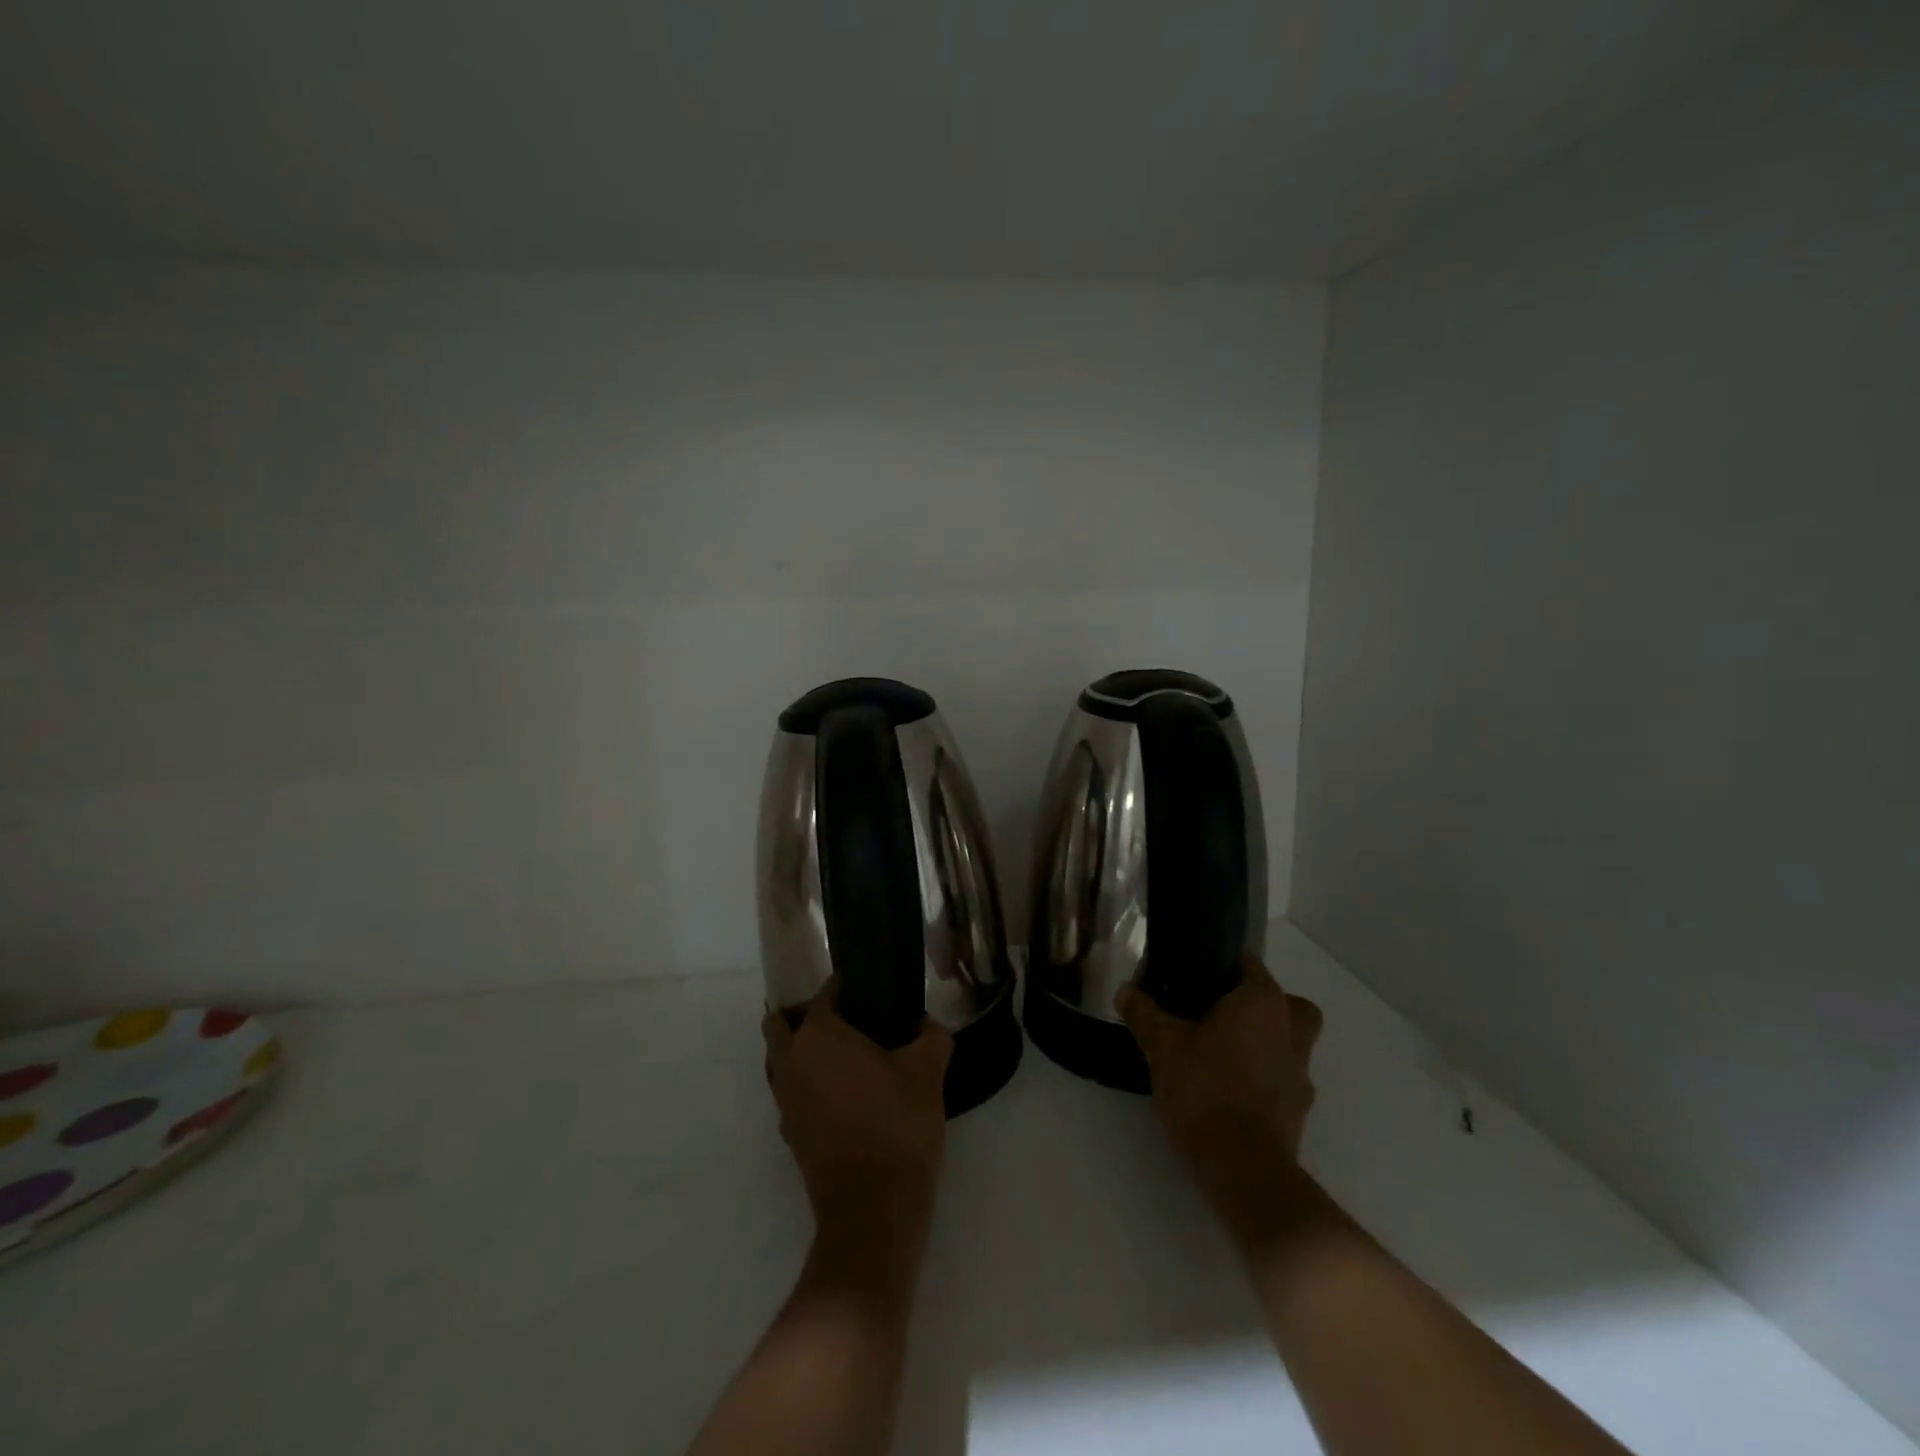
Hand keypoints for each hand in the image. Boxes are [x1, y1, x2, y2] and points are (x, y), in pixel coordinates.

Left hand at [763, 983, 953, 1236]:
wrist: (873, 1210)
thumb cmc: (897, 1125)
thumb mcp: (927, 1071)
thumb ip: (931, 1036)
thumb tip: (924, 1024)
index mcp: (819, 1035)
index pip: (824, 994)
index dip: (847, 987)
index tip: (871, 992)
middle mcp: (791, 1061)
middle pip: (782, 1023)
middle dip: (807, 1014)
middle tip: (849, 1019)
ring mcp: (785, 1101)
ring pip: (781, 1059)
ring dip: (803, 1049)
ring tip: (848, 1056)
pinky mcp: (789, 1133)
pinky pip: (791, 1092)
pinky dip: (808, 1083)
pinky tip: (845, 1094)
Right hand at [1120, 957, 1323, 1249]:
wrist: (1243, 1168)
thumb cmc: (1205, 1089)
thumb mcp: (1161, 1045)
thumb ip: (1143, 1013)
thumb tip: (1125, 991)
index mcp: (1263, 1003)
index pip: (1251, 965)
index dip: (1223, 966)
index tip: (1195, 977)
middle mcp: (1291, 1031)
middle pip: (1287, 1005)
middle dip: (1262, 1005)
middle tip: (1223, 1014)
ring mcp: (1301, 1073)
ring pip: (1290, 1043)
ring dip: (1265, 1044)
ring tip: (1221, 1055)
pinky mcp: (1299, 1111)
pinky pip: (1283, 1079)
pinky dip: (1264, 1079)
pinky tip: (1229, 1090)